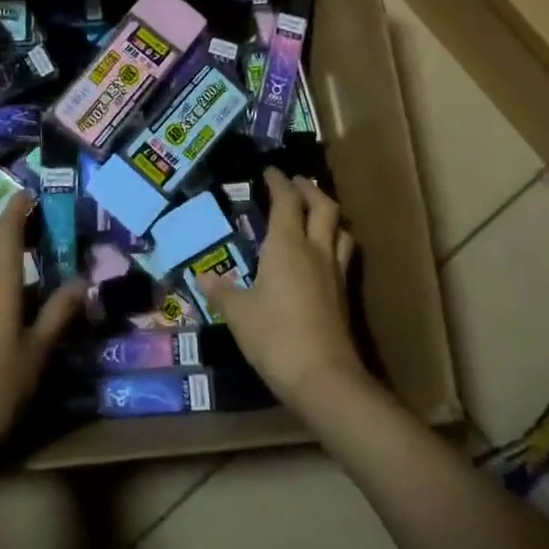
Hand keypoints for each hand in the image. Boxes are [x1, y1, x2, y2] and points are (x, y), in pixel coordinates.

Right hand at [198, 168, 362, 408]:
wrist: (323, 378)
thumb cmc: (274, 337)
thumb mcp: (238, 313)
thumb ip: (221, 291)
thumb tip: (203, 275)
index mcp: (286, 245)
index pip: (286, 201)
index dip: (279, 182)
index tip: (270, 171)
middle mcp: (315, 250)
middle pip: (322, 206)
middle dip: (309, 189)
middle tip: (296, 183)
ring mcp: (334, 272)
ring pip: (340, 228)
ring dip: (328, 212)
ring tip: (315, 212)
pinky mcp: (344, 295)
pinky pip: (344, 254)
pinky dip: (335, 240)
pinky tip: (324, 253)